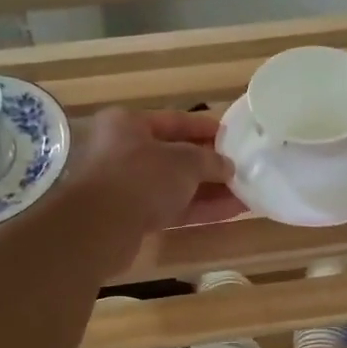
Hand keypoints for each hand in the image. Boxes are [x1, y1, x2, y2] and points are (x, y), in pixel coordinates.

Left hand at [58, 108, 241, 268]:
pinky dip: (199, 208)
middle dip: (210, 163)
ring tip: (246, 192)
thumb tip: (227, 166)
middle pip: (175, 155)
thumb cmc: (142, 177)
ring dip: (209, 189)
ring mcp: (127, 187)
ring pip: (175, 185)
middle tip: (242, 167)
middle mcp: (124, 151)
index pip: (175, 120)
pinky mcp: (132, 217)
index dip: (205, 127)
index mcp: (129, 124)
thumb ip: (210, 160)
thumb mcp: (184, 161)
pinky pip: (172, 208)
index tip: (232, 135)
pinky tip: (231, 211)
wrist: (101, 227)